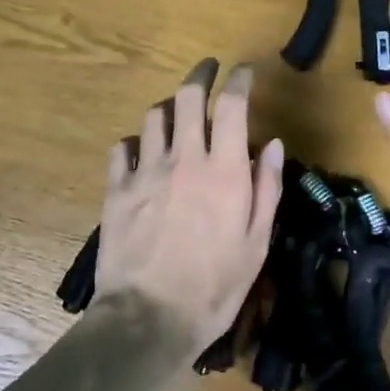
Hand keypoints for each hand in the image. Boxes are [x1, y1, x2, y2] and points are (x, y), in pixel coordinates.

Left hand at [95, 59, 284, 355]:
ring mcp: (145, 171)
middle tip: (208, 71)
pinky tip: (140, 154)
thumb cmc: (214, 287)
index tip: (244, 73)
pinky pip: (121, 148)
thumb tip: (273, 144)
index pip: (232, 106)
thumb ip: (267, 188)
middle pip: (187, 96)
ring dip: (169, 108)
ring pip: (153, 117)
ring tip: (176, 115)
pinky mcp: (116, 189)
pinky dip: (134, 143)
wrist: (150, 319)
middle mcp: (184, 159)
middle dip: (200, 75)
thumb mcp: (256, 244)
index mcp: (224, 171)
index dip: (239, 81)